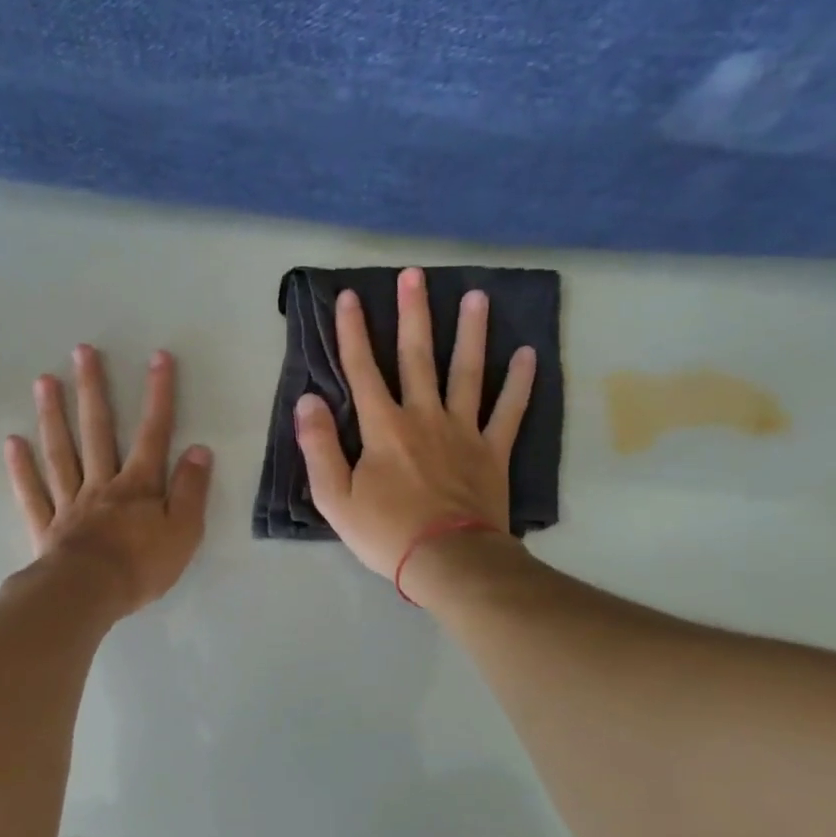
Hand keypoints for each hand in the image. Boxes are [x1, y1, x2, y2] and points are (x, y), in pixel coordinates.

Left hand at [5, 345, 213, 617]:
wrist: (88, 596)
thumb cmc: (141, 567)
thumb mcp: (183, 532)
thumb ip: (191, 490)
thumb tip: (198, 449)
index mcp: (138, 486)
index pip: (153, 433)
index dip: (158, 395)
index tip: (158, 358)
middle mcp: (101, 484)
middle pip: (97, 430)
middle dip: (93, 390)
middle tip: (82, 351)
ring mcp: (69, 502)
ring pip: (60, 452)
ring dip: (53, 415)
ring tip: (44, 381)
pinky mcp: (46, 526)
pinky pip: (32, 493)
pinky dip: (21, 468)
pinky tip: (12, 442)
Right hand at [294, 266, 535, 580]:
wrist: (448, 561)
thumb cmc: (385, 532)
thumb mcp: (334, 497)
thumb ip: (318, 446)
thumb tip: (308, 400)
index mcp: (383, 428)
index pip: (362, 370)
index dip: (352, 332)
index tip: (348, 297)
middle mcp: (424, 417)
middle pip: (418, 357)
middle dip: (414, 314)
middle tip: (415, 274)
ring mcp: (463, 431)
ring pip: (468, 372)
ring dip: (471, 333)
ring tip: (476, 297)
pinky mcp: (493, 451)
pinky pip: (509, 411)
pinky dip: (519, 383)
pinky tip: (527, 354)